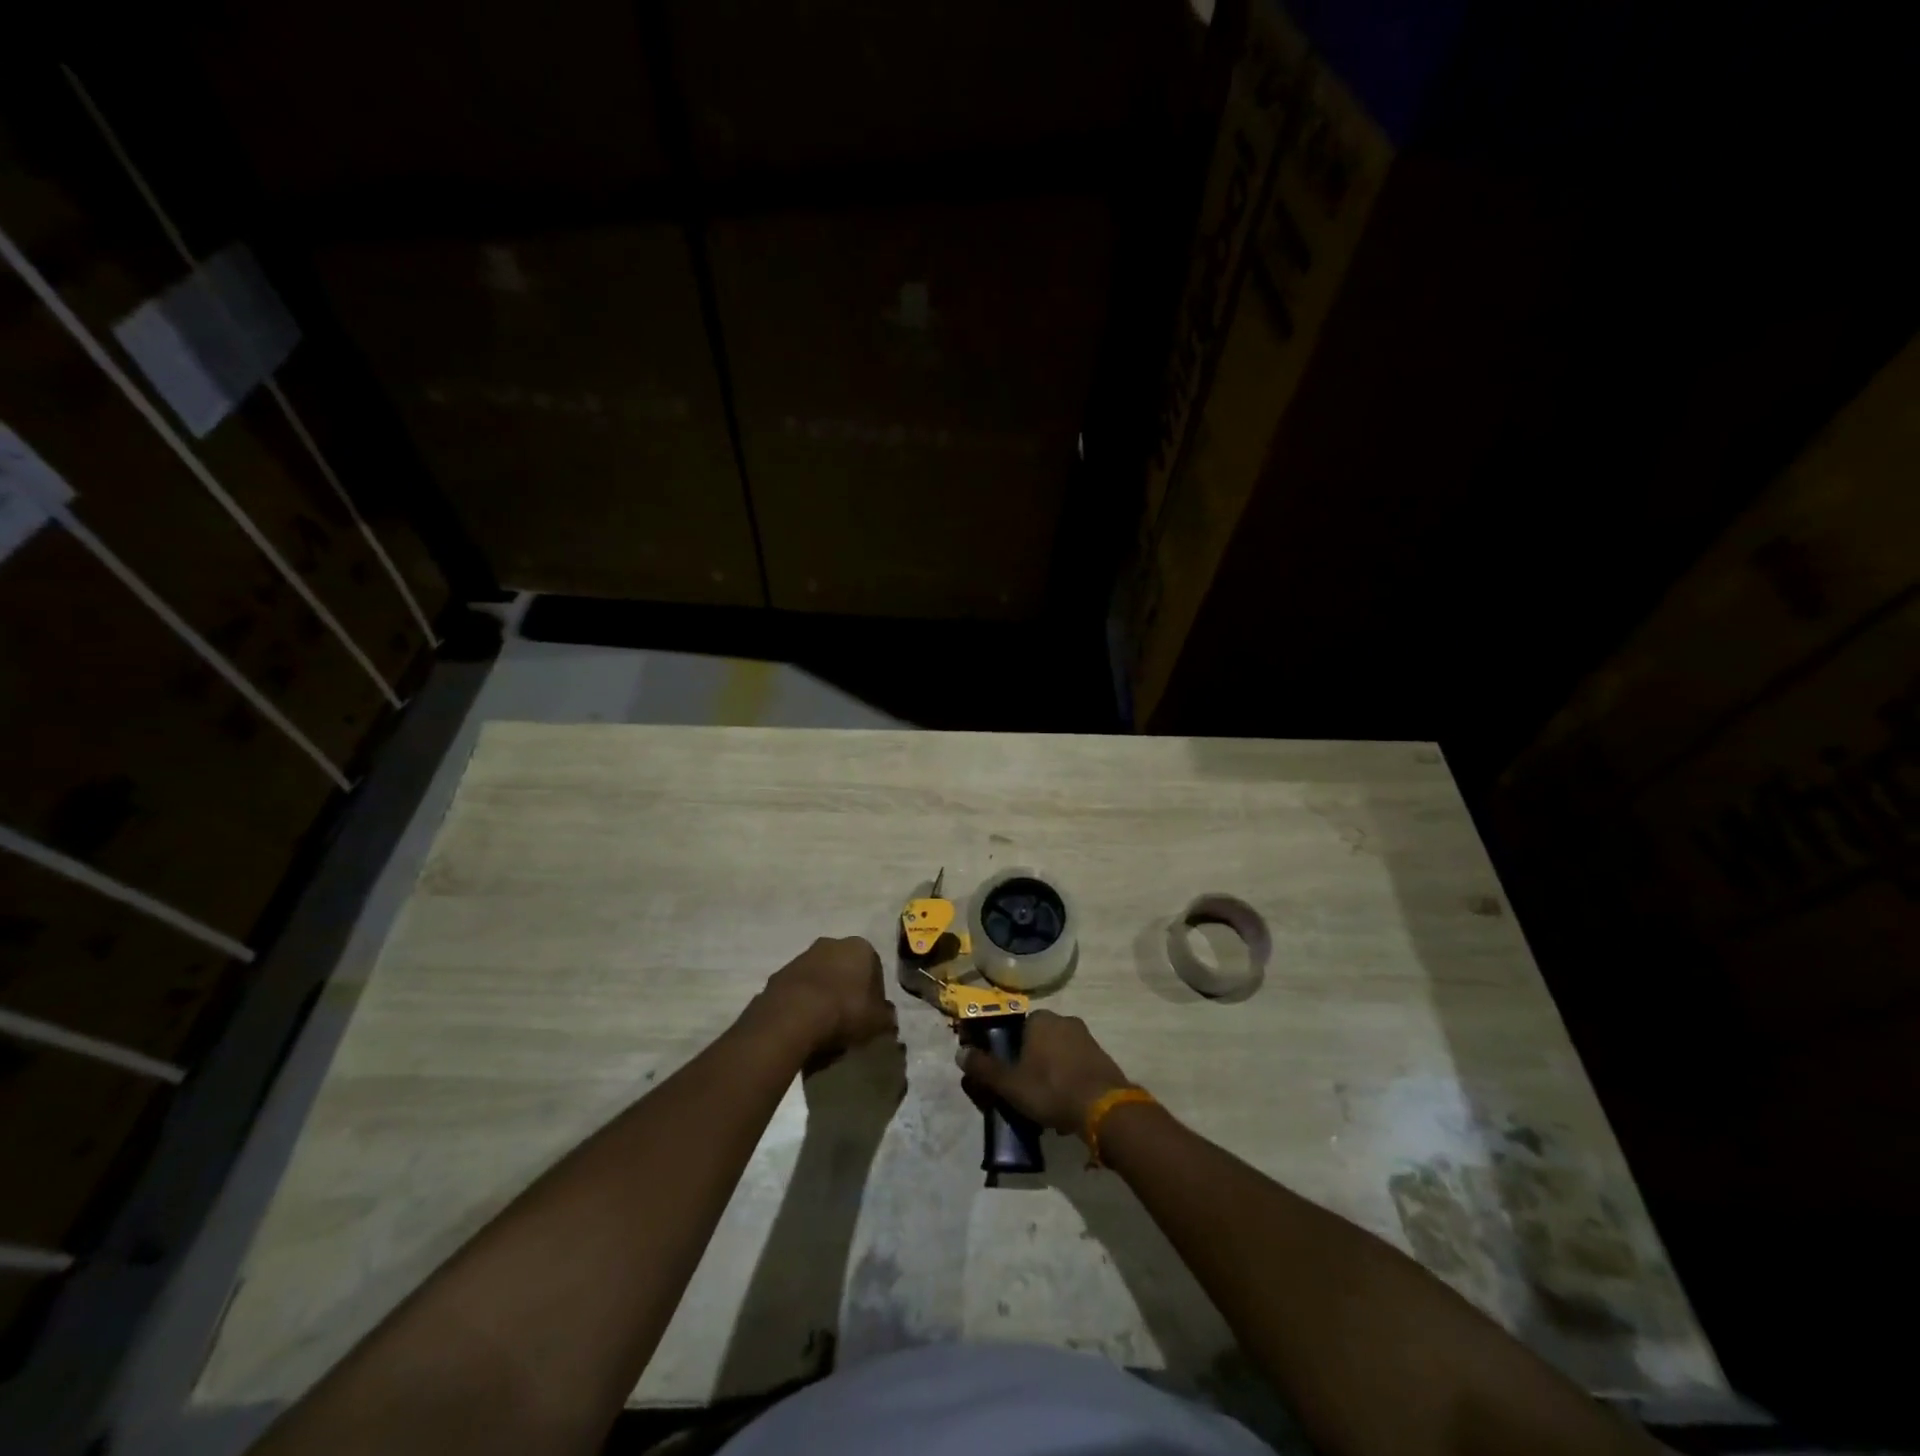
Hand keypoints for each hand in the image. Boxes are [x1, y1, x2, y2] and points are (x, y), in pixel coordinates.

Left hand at [757, 936, 897, 1058]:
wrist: (792, 1018)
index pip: (874, 967)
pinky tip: (804, 1027)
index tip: (870, 1014)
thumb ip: (886, 1017)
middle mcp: (831, 944)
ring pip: (819, 977)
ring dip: (823, 995)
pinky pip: (798, 991)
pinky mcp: (779, 975)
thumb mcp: (877, 1021)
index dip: (874, 992)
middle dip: (847, 989)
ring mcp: (801, 957)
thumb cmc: (844, 1011)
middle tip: (848, 1019)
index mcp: (860, 947)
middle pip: (844, 968)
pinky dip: (802, 1004)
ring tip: (824, 1027)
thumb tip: (887, 1018)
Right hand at [957, 1010, 1132, 1135]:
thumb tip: (960, 1053)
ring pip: (1058, 1053)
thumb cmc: (1050, 1088)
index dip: (1010, 1051)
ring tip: (1045, 1102)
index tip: (1008, 1074)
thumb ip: (984, 1068)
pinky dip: (1069, 1079)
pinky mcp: (1102, 1056)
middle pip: (1038, 1040)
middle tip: (1025, 1091)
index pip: (1017, 1028)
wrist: (1103, 1107)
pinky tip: (1066, 1103)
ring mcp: (1086, 1037)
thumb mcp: (1010, 1083)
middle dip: (1031, 1062)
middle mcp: (1064, 1020)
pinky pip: (1076, 1064)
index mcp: (1040, 1019)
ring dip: (1051, 1071)